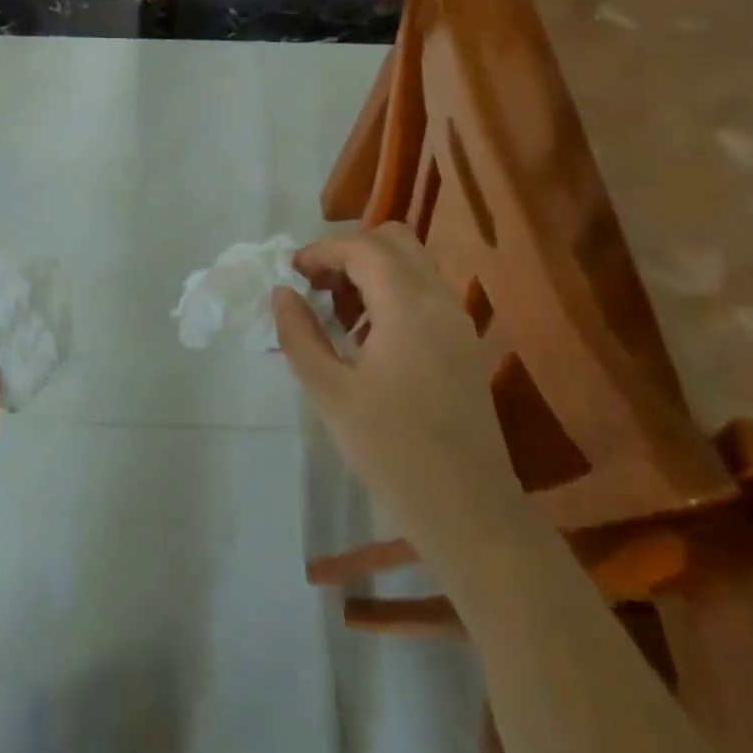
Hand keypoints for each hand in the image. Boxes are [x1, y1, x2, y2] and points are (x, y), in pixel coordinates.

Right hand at [272, 224, 516, 539]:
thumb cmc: (393, 451)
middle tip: (315, 286)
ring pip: (412, 264)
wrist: (470, 512)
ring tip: (334, 312)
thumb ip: (299, 335)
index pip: (362, 248)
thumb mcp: (330, 393)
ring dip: (370, 270)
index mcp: (409, 307)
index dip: (321, 251)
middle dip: (348, 251)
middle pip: (394, 240)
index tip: (290, 275)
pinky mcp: (464, 344)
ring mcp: (458, 322)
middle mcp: (440, 301)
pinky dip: (390, 292)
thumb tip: (282, 293)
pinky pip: (424, 293)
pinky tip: (366, 337)